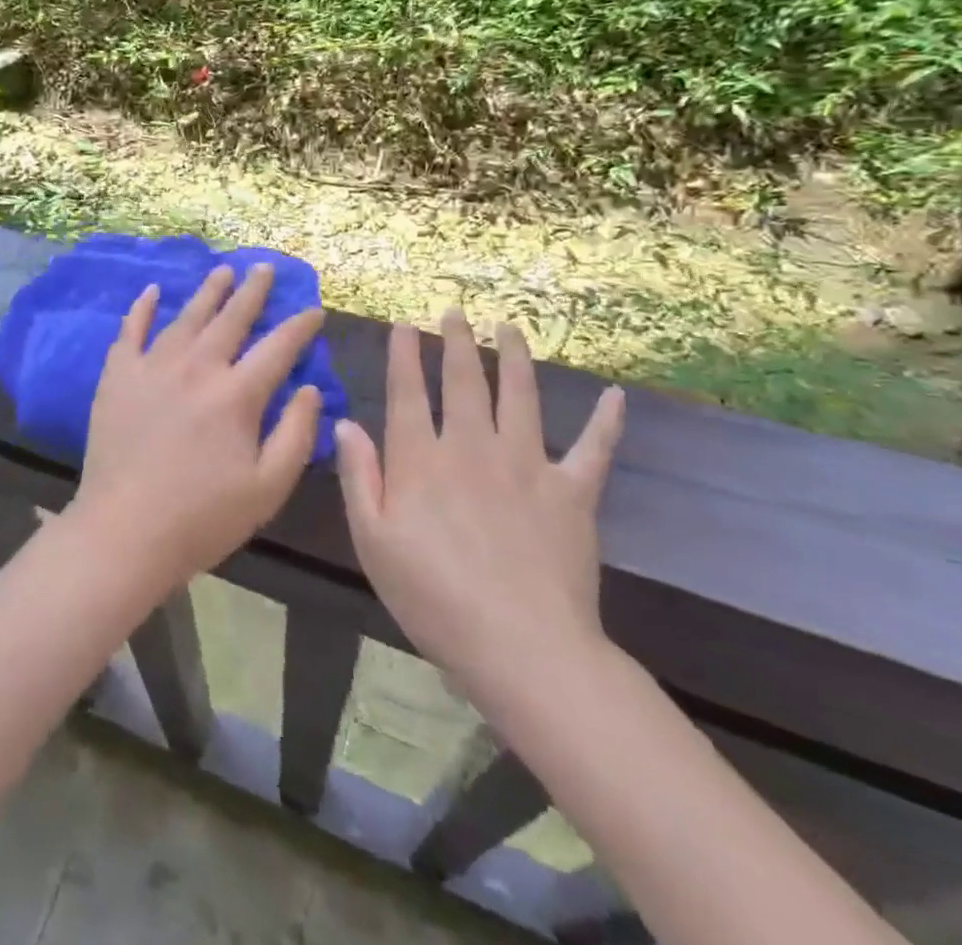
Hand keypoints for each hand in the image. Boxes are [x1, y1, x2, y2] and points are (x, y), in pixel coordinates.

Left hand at [68, 265, 325, 592]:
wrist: (124, 530)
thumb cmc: (203, 517)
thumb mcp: (268, 488)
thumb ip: (295, 434)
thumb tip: (308, 387)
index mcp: (236, 395)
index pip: (277, 348)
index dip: (299, 327)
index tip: (314, 310)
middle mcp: (196, 368)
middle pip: (231, 319)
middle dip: (253, 292)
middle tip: (265, 268)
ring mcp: (153, 367)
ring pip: (187, 317)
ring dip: (208, 292)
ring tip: (223, 270)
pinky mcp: (118, 375)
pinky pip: (131, 331)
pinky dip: (143, 308)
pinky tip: (152, 291)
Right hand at [335, 312, 624, 706]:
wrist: (522, 648)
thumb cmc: (433, 597)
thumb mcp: (372, 542)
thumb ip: (359, 477)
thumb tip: (346, 423)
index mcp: (421, 460)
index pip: (408, 392)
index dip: (404, 355)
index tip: (404, 326)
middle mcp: (472, 448)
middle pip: (464, 381)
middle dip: (457, 342)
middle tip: (455, 313)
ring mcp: (527, 465)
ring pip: (520, 396)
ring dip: (513, 357)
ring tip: (509, 327)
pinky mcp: (572, 493)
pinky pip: (592, 449)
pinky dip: (605, 422)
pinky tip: (616, 397)